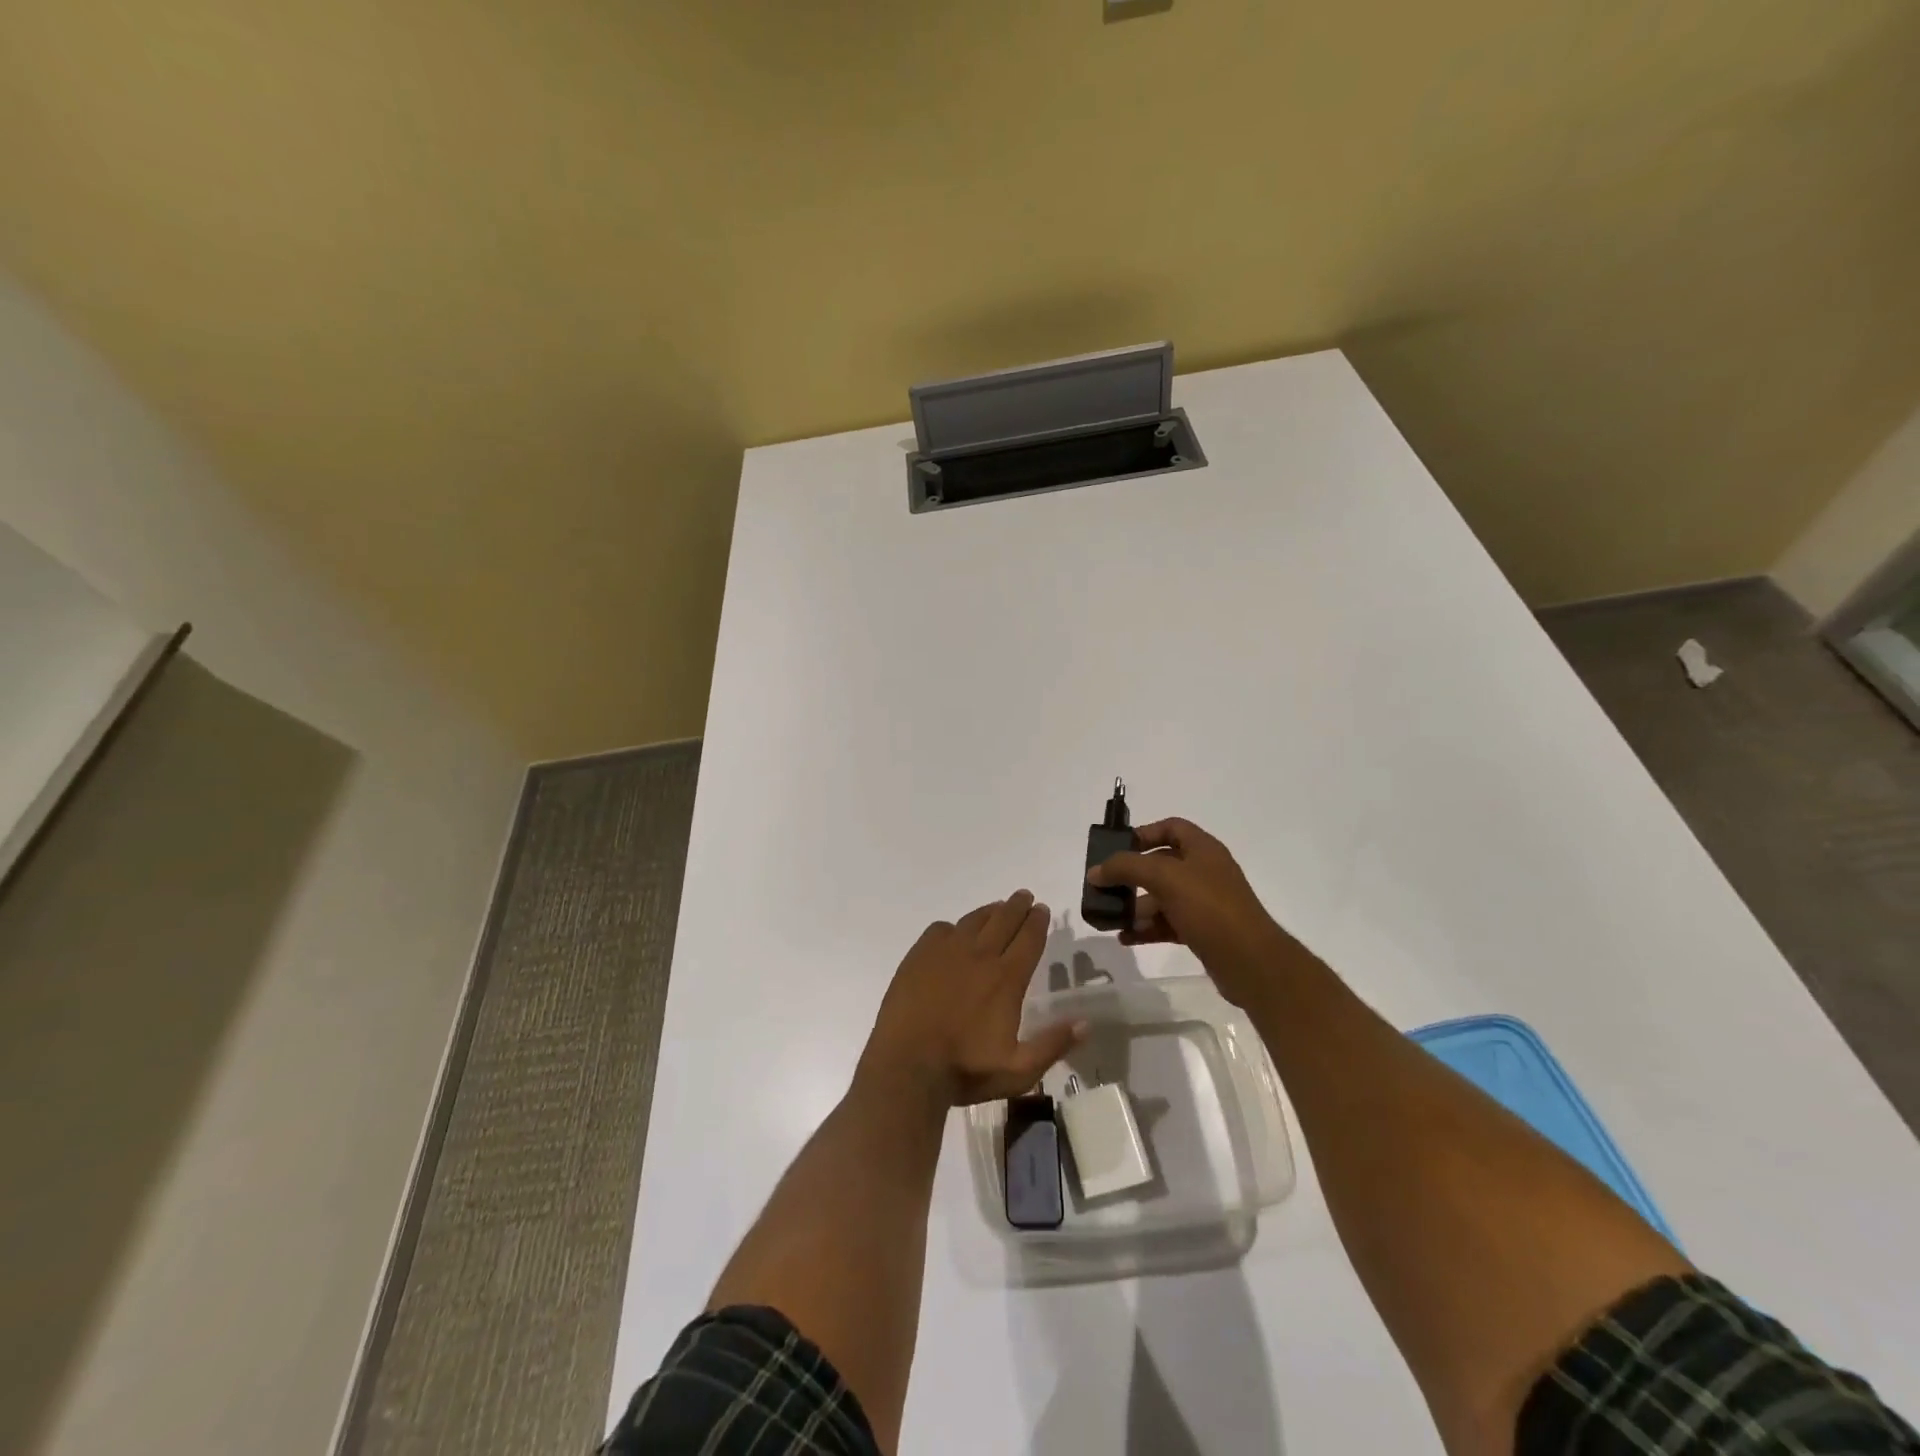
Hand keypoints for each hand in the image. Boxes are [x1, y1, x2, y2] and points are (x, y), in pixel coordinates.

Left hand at [860, 890, 1087, 1107]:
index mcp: (1006, 978)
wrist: (906, 1065)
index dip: (1038, 922)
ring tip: (997, 908)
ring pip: (974, 920)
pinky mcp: (919, 955)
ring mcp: (946, 952)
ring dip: (990, 911)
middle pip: (1004, 920)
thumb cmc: (964, 1069)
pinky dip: (954, 927)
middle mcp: (979, 955)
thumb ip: (1053, 1045)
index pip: (1028, 938)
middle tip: (1025, 896)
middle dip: (1018, 906)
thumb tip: (1086, 1023)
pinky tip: (955, 933)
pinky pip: (942, 929)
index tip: (1043, 910)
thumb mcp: (1018, 1070)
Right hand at [1086, 818, 1301, 1005]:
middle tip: (1104, 887)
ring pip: (1162, 897)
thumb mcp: (1164, 878)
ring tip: (1109, 918)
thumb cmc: (1209, 907)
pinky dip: (1147, 928)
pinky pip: (1168, 923)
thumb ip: (1126, 868)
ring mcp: (1205, 903)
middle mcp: (1205, 872)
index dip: (1144, 832)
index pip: (1171, 827)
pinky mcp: (1203, 931)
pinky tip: (1125, 937)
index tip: (1117, 848)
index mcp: (1203, 850)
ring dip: (1135, 906)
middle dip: (1131, 876)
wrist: (1251, 962)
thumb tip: (1095, 871)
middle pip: (1161, 865)